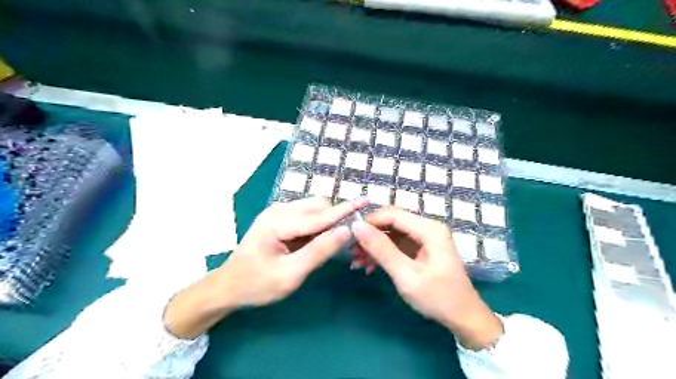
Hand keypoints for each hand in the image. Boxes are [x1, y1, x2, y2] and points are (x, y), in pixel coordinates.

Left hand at [165, 197, 367, 339]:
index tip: (365, 200)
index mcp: (277, 223)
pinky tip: (315, 240)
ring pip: (313, 208)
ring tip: (330, 243)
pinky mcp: (279, 216)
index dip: (344, 210)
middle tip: (346, 240)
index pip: (319, 215)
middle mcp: (277, 210)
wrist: (228, 286)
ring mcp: (277, 211)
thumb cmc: (257, 285)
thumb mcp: (290, 275)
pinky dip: (317, 224)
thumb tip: (346, 232)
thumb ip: (319, 252)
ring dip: (327, 221)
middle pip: (317, 206)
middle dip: (335, 218)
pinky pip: (306, 214)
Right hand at [348, 208, 501, 348]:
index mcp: (429, 229)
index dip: (369, 221)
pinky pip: (397, 244)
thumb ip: (381, 249)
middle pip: (391, 222)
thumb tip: (357, 226)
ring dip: (374, 246)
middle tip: (351, 251)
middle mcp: (427, 228)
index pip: (392, 214)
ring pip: (392, 233)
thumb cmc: (437, 297)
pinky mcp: (421, 249)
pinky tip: (369, 266)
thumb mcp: (406, 275)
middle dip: (370, 235)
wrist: (463, 318)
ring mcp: (425, 238)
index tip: (350, 235)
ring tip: (357, 261)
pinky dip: (383, 253)